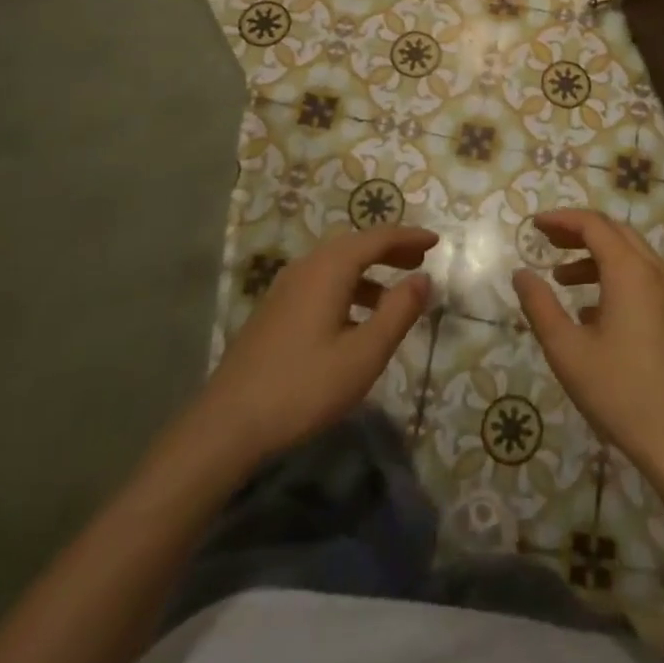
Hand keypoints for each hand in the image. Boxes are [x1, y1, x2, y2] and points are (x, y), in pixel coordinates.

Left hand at [195, 225, 436, 466]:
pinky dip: (348, 286)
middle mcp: (306, 268)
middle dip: (390, 250)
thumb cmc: (303, 388)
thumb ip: (398, 312)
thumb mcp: (364, 355)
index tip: (435, 243)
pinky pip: (320, 281)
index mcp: (329, 269)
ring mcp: (284, 288)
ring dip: (369, 270)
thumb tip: (424, 279)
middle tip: (420, 261)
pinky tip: (355, 319)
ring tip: (394, 294)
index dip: (409, 237)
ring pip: (335, 264)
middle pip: (354, 245)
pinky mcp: (274, 310)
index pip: (376, 238)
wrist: (228, 425)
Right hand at [512, 209, 663, 481]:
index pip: (594, 225)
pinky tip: (594, 313)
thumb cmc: (621, 392)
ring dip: (597, 258)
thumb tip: (521, 274)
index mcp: (630, 272)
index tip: (534, 225)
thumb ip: (540, 306)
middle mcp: (657, 273)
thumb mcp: (568, 351)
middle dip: (579, 232)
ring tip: (563, 278)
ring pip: (633, 257)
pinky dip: (617, 279)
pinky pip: (646, 280)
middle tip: (547, 241)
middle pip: (616, 233)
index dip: (561, 219)